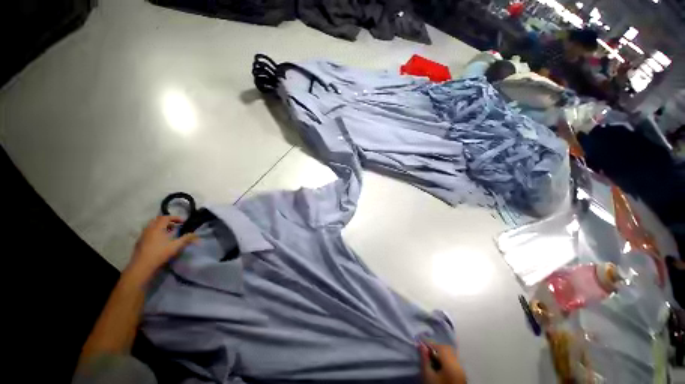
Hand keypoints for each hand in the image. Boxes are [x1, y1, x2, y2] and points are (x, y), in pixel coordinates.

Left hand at [126, 216, 197, 280]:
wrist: (141, 266)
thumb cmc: (159, 254)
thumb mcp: (175, 246)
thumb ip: (186, 239)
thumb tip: (196, 235)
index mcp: (157, 228)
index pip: (166, 217)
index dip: (175, 218)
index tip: (183, 222)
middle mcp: (149, 229)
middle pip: (157, 220)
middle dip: (167, 221)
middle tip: (175, 226)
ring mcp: (142, 236)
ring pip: (152, 226)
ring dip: (161, 227)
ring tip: (168, 233)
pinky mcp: (140, 242)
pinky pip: (148, 233)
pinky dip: (155, 233)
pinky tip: (160, 241)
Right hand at [420, 342, 466, 383]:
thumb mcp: (428, 375)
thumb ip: (425, 359)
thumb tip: (421, 345)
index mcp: (451, 363)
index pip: (441, 347)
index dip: (431, 343)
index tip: (421, 343)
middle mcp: (459, 364)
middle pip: (447, 349)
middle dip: (436, 348)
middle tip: (426, 351)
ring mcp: (462, 370)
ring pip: (452, 354)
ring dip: (442, 353)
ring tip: (432, 358)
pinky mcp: (462, 375)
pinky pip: (454, 361)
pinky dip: (446, 359)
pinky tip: (439, 365)